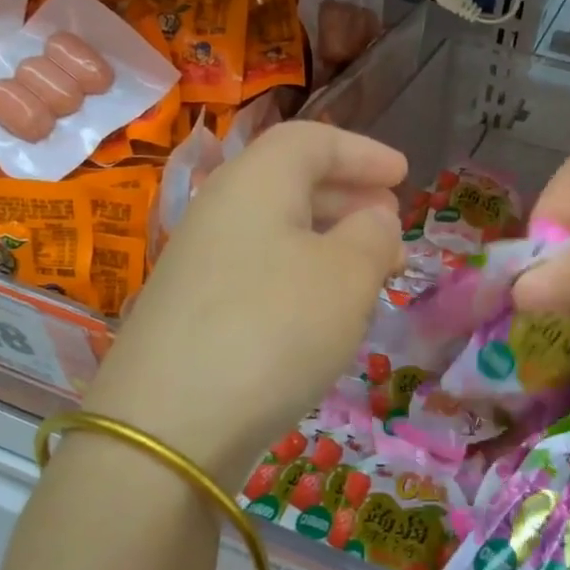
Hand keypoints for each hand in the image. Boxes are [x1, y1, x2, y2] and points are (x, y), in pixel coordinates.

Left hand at [81, 122, 404, 487]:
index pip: (311, 141)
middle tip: (392, 223)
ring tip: (372, 271)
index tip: (403, 173)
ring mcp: (200, 264)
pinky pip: (260, 272)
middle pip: (291, 183)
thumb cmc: (274, 329)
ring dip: (329, 241)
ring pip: (277, 232)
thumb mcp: (347, 276)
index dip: (362, 152)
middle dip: (349, 197)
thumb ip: (373, 235)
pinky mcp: (194, 313)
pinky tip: (325, 313)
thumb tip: (375, 217)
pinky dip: (302, 277)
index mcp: (256, 183)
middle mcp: (220, 212)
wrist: (167, 427)